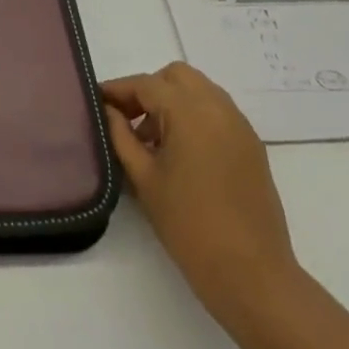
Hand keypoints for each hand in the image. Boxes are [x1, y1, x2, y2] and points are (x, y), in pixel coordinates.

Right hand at [103, 62, 298, 322]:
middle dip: (149, 90)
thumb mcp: (143, 178)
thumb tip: (109, 110)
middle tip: (128, 120)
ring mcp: (240, 126)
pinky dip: (194, 117)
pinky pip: (217, 112)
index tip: (96, 102)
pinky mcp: (252, 146)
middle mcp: (219, 108)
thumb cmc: (188, 224)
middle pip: (177, 76)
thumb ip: (121, 136)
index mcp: (190, 112)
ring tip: (152, 140)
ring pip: (200, 91)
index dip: (118, 90)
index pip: (146, 84)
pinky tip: (180, 153)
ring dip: (173, 101)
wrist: (250, 271)